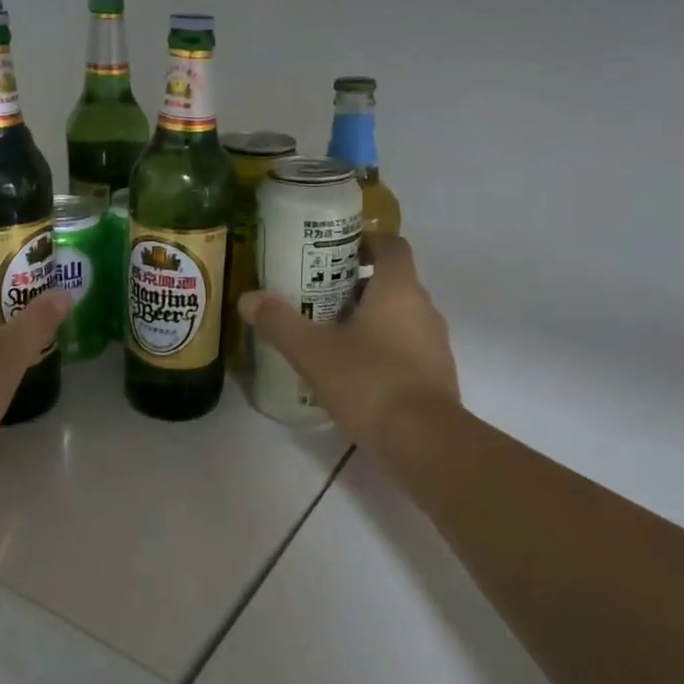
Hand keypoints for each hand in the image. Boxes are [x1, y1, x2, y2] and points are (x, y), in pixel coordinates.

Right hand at [239, 234, 459, 454]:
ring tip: (328, 333)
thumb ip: (279, 322)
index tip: (332, 251)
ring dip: (367, 318)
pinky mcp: (435, 376)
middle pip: (391, 281)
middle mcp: (423, 308)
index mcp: (398, 289)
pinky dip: (380, 348)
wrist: (425, 443)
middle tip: (315, 294)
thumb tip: (247, 298)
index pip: (390, 244)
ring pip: (398, 316)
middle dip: (354, 283)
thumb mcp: (312, 352)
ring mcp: (434, 344)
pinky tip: (351, 370)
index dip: (364, 240)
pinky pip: (405, 347)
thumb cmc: (370, 381)